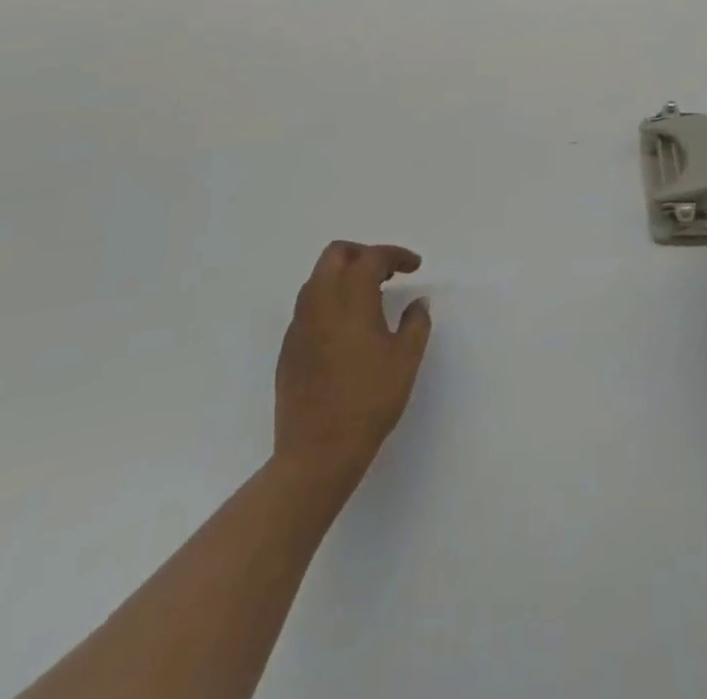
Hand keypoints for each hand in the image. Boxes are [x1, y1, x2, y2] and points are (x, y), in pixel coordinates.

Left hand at [274, 241, 431, 486]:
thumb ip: (416, 322)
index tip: (414, 267)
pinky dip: (329, 301)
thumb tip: (417, 302)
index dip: (396, 255)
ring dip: (343, 276)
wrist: (317, 452)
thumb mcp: (406, 359)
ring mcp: (299, 325)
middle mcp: (320, 301)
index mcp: (350, 297)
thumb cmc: (369, 401)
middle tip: (388, 272)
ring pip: (317, 279)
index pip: (372, 257)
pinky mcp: (288, 348)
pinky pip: (308, 307)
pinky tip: (346, 328)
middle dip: (363, 254)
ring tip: (369, 297)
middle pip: (336, 254)